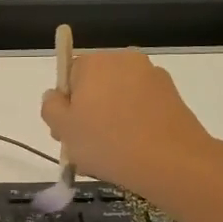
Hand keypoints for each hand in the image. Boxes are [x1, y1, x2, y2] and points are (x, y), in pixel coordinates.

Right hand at [41, 49, 222, 201]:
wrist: (171, 161)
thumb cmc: (107, 142)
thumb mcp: (63, 129)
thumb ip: (50, 107)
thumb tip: (55, 96)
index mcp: (94, 62)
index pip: (69, 76)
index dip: (65, 105)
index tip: (67, 133)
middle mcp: (124, 60)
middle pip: (95, 85)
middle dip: (88, 112)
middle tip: (85, 147)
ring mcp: (152, 76)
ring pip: (119, 98)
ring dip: (110, 120)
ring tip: (110, 155)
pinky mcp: (173, 96)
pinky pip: (141, 108)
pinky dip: (134, 124)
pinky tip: (132, 152)